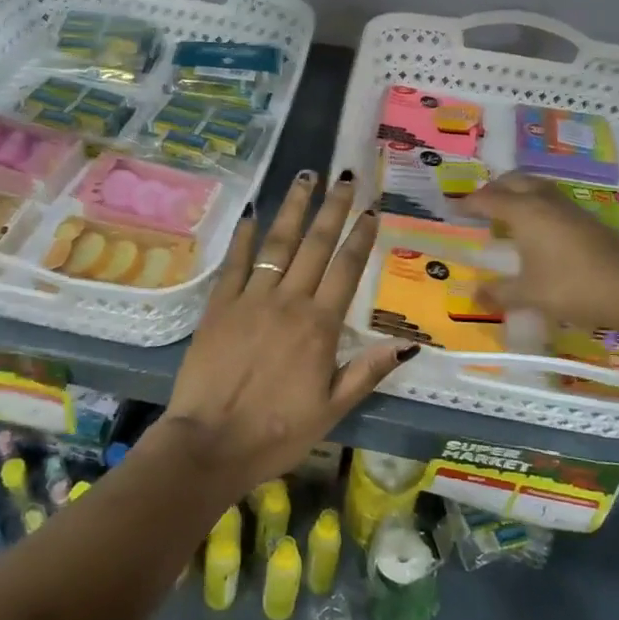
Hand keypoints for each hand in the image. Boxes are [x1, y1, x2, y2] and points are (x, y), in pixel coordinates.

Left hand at [155, 169, 414, 497]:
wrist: (210, 443)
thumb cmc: (276, 433)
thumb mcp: (331, 410)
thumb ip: (367, 371)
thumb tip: (408, 343)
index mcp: (319, 326)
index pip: (346, 270)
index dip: (361, 237)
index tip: (371, 209)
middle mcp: (288, 302)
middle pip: (315, 245)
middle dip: (332, 208)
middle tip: (344, 176)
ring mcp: (250, 299)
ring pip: (277, 244)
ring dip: (293, 209)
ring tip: (305, 177)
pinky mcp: (218, 305)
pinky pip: (234, 263)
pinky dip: (243, 237)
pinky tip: (251, 213)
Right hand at [458, 173, 618, 326]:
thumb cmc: (573, 288)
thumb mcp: (529, 295)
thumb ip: (499, 294)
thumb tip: (474, 297)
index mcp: (525, 212)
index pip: (489, 199)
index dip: (469, 204)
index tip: (453, 209)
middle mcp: (545, 202)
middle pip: (514, 181)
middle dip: (494, 189)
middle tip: (480, 205)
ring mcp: (570, 208)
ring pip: (536, 186)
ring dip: (518, 192)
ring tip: (507, 212)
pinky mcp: (587, 219)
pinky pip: (552, 200)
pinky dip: (536, 204)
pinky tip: (538, 228)